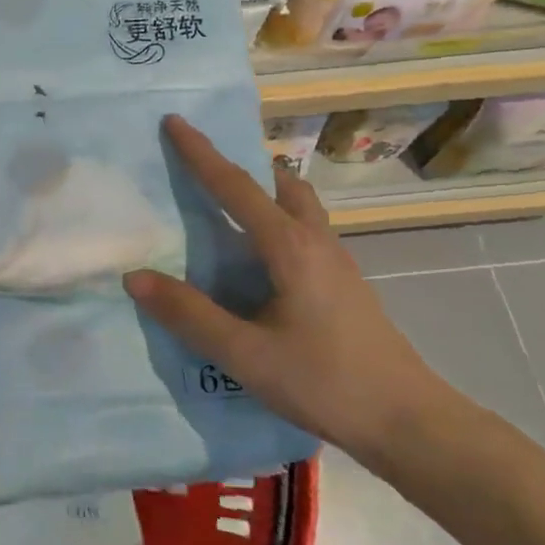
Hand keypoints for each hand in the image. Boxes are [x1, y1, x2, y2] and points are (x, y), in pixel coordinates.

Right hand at [123, 115, 450, 468]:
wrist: (409, 422)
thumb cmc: (325, 381)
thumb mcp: (245, 353)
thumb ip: (189, 313)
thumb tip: (135, 275)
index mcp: (289, 247)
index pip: (235, 187)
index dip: (201, 153)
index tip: (175, 121)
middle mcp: (315, 242)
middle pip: (278, 184)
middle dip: (240, 165)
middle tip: (203, 163)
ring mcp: (335, 262)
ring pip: (296, 206)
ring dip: (262, 192)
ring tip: (225, 206)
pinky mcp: (342, 284)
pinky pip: (302, 231)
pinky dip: (273, 221)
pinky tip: (255, 259)